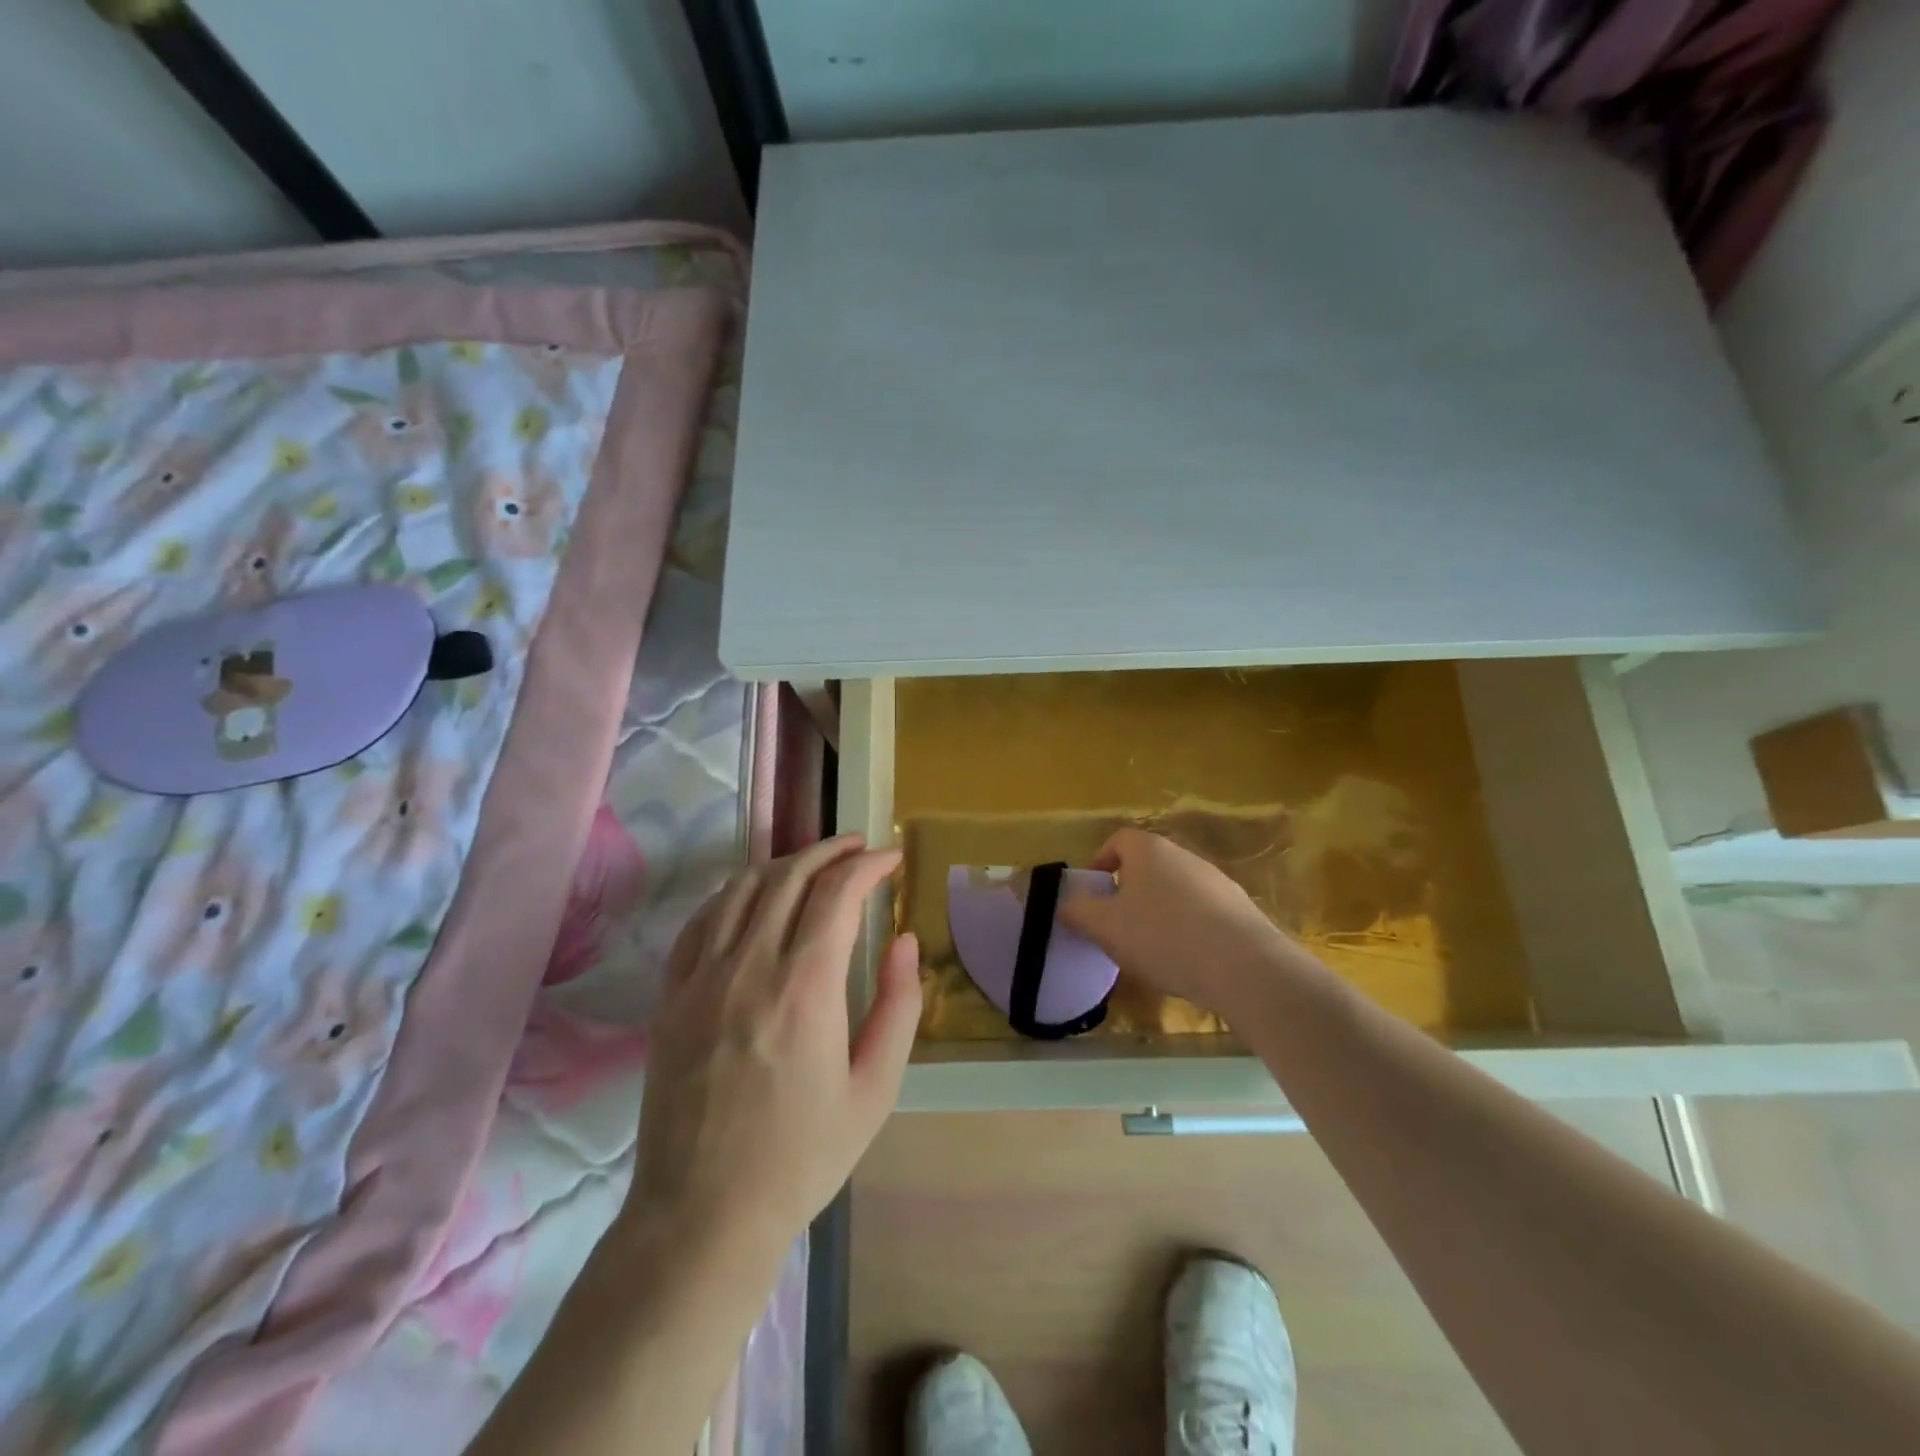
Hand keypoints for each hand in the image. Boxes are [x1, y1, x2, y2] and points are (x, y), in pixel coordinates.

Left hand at [624, 835, 921, 1261]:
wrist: (705, 1213)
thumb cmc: (802, 1155)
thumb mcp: (876, 1089)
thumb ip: (899, 1005)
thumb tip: (904, 941)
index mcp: (806, 988)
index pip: (837, 893)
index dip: (868, 865)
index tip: (891, 858)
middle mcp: (750, 967)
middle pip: (790, 876)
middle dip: (830, 851)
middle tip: (858, 849)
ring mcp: (702, 978)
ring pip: (743, 888)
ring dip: (784, 864)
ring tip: (813, 864)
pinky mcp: (671, 996)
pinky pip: (701, 920)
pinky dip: (734, 893)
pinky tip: (752, 896)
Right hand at [1059, 827, 1288, 1019]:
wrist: (1244, 967)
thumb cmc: (1163, 937)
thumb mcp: (1105, 927)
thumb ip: (1078, 911)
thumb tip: (1067, 903)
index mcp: (1148, 850)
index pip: (1117, 840)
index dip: (1099, 863)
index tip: (1092, 894)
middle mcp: (1183, 855)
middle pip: (1147, 865)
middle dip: (1128, 891)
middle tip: (1116, 925)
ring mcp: (1216, 880)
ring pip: (1174, 889)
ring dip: (1158, 911)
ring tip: (1151, 949)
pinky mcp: (1240, 908)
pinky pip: (1202, 912)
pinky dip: (1188, 928)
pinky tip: (1186, 961)